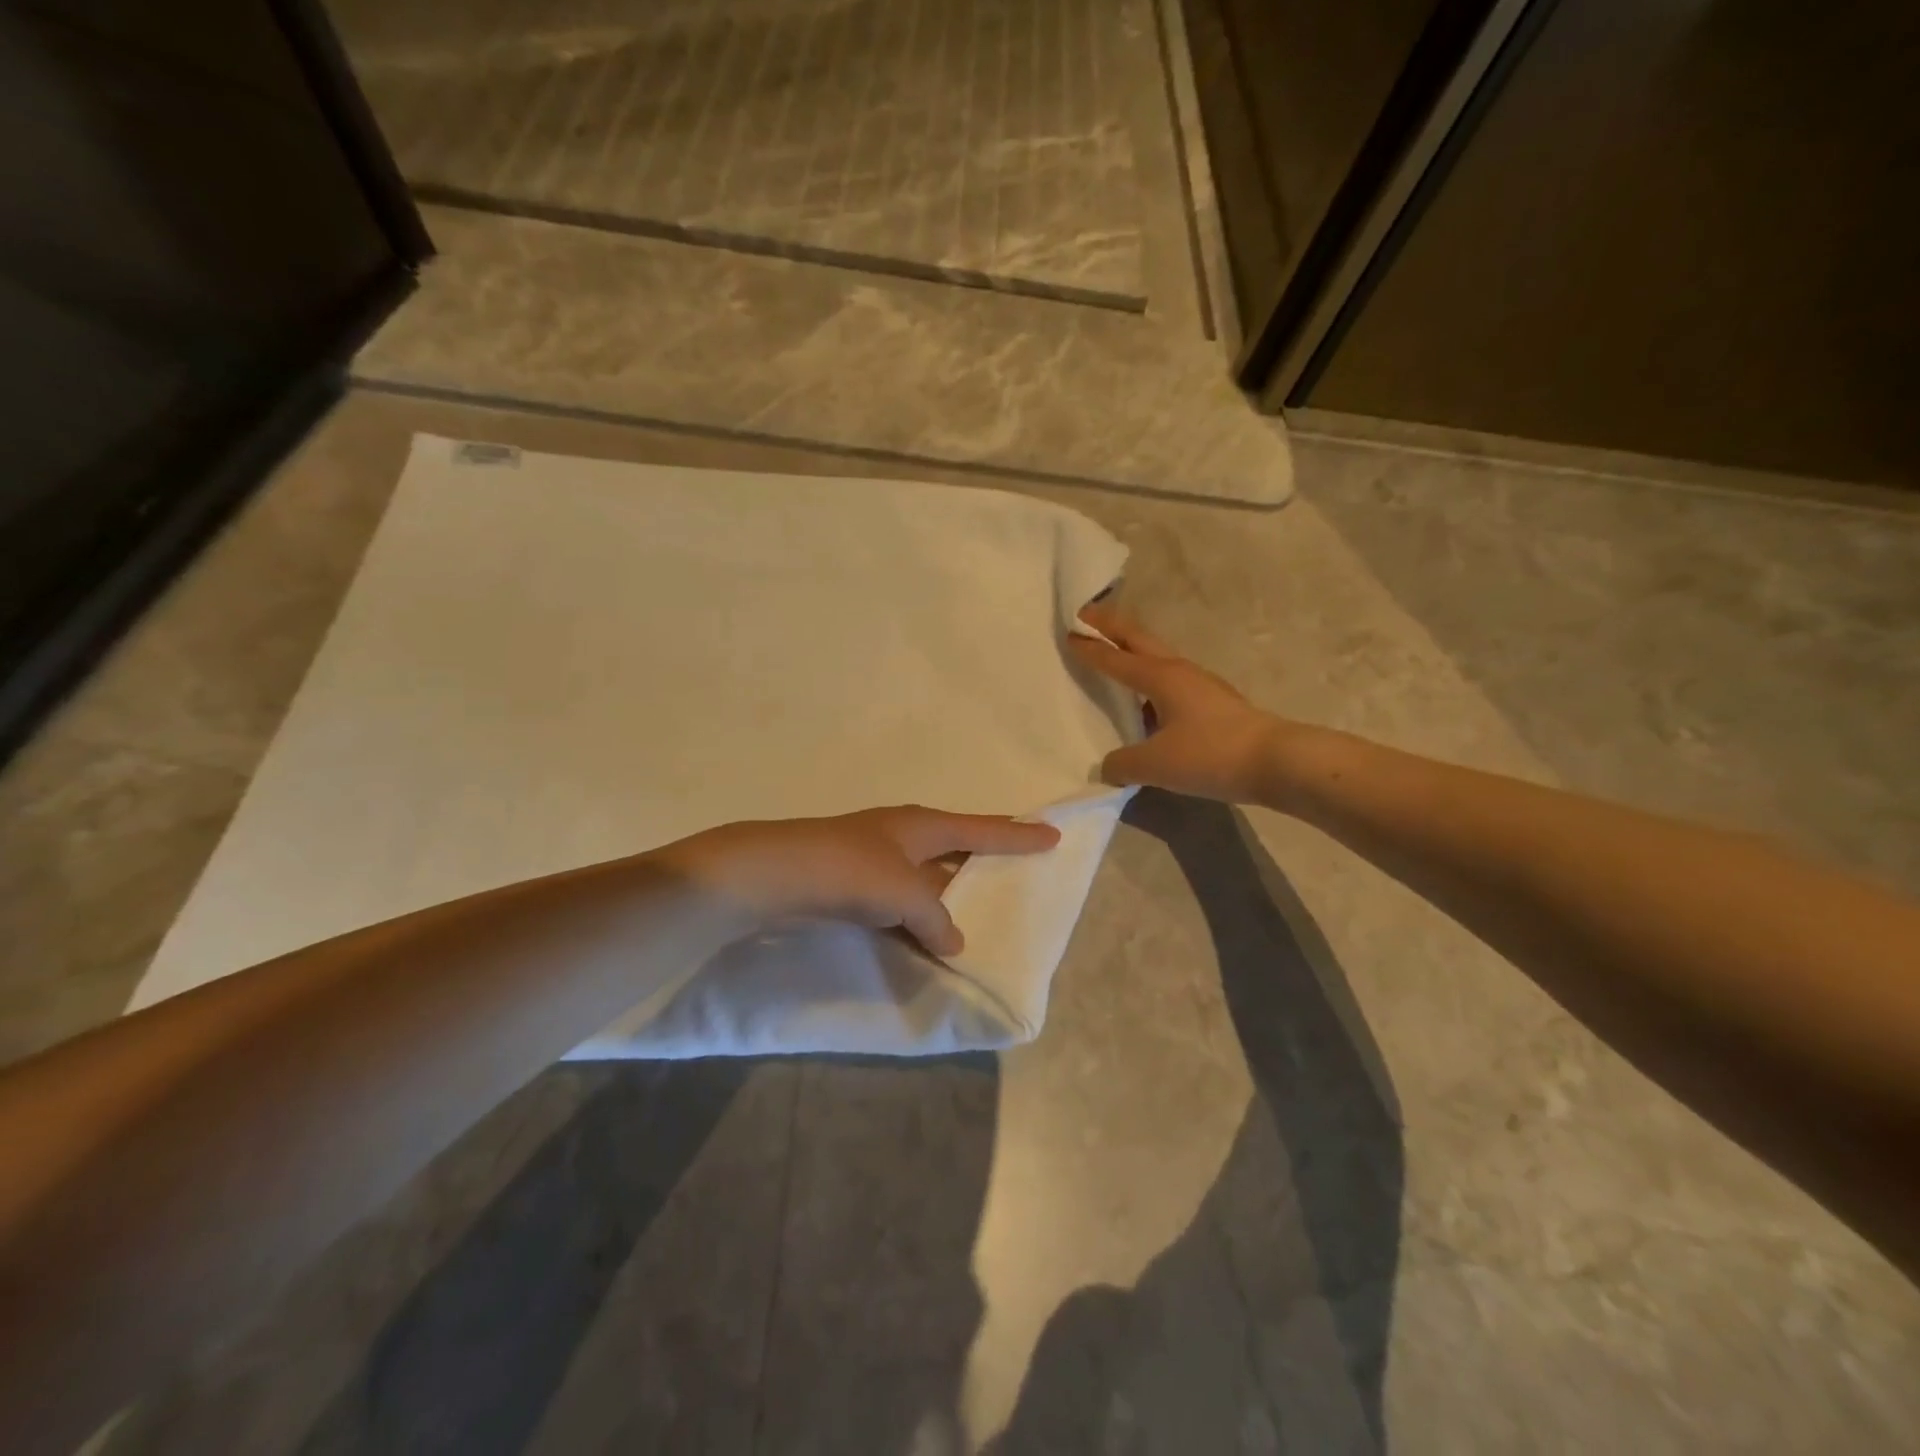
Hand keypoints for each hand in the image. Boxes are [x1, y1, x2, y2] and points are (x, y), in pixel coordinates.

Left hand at [651, 806, 1059, 955]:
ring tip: (978, 909)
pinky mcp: (852, 880)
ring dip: (950, 891)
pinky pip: (902, 897)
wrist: (773, 874)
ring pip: (928, 874)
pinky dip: (919, 913)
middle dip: (985, 856)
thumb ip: (937, 918)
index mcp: (923, 825)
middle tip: (1017, 867)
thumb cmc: (849, 871)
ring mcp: (875, 856)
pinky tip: (926, 933)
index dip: (1018, 835)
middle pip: (957, 844)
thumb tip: (952, 940)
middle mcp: (903, 834)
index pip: (983, 829)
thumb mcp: (906, 894)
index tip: (1052, 835)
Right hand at [1069, 604, 1280, 802]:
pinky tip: (1148, 700)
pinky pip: (1171, 680)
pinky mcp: (1215, 703)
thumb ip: (1123, 764)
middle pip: (1139, 639)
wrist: (1276, 761)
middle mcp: (1180, 672)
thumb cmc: (1210, 754)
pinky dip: (1150, 677)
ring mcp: (1201, 685)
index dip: (1090, 647)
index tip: (1069, 631)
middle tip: (1086, 615)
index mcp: (1160, 677)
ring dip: (1134, 649)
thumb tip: (1106, 767)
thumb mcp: (1156, 764)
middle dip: (1112, 626)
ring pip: (1158, 657)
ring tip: (1115, 651)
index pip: (1116, 658)